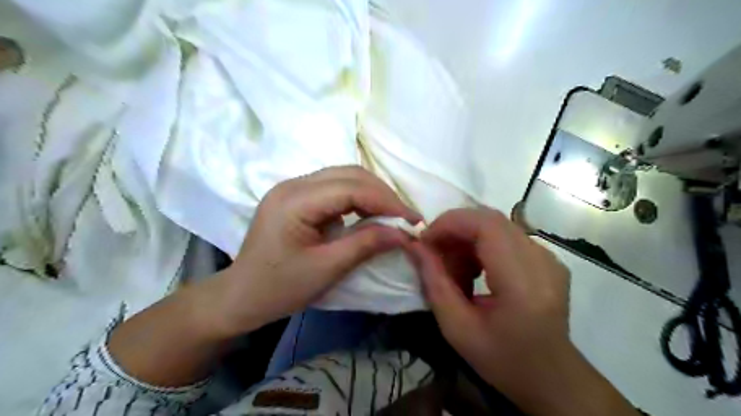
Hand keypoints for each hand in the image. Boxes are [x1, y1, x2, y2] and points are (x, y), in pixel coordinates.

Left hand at [217, 166, 418, 334]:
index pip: (351, 188)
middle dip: (382, 194)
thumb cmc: (279, 288)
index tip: (413, 219)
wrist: (241, 296)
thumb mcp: (326, 269)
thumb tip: (403, 233)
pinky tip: (370, 213)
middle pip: (349, 175)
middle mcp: (293, 185)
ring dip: (372, 194)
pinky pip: (335, 188)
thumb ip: (365, 245)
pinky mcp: (297, 197)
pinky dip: (358, 198)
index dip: (386, 201)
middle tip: (406, 217)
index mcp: (294, 201)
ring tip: (393, 215)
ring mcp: (293, 188)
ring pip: (344, 177)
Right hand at [407, 209, 640, 415]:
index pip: (487, 225)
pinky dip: (481, 245)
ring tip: (454, 268)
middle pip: (491, 220)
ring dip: (466, 238)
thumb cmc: (502, 359)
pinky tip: (473, 270)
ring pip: (496, 225)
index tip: (426, 240)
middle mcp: (542, 261)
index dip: (451, 223)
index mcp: (523, 283)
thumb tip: (414, 245)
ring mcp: (549, 257)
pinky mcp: (547, 258)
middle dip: (454, 229)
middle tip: (434, 253)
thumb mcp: (457, 328)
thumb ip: (433, 282)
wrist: (550, 376)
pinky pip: (506, 236)